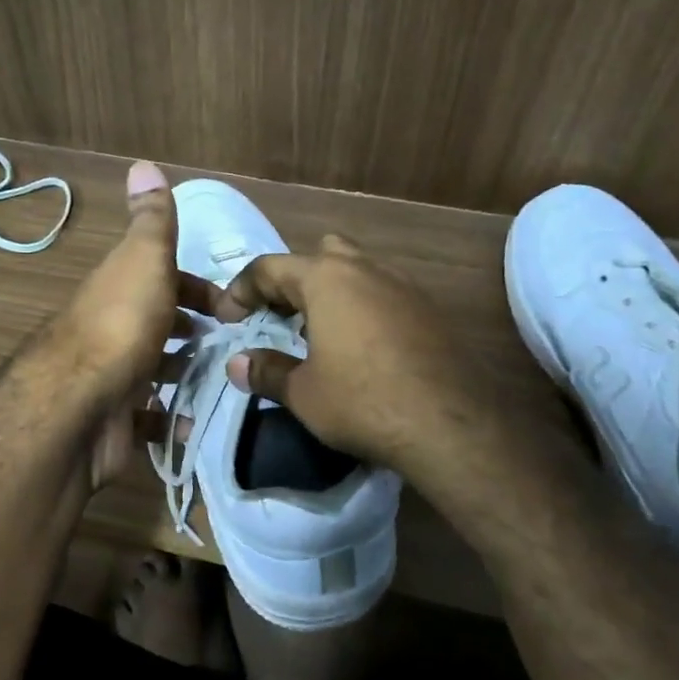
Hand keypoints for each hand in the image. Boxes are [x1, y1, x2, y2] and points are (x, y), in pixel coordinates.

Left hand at [41, 162, 217, 486]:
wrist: (80, 405)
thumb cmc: (123, 325)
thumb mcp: (144, 259)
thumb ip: (152, 220)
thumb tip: (142, 163)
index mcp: (122, 288)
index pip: (164, 279)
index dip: (198, 288)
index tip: (234, 309)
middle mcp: (114, 328)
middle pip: (159, 323)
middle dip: (194, 332)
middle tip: (235, 348)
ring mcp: (113, 376)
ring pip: (155, 368)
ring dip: (186, 372)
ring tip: (225, 382)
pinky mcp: (116, 419)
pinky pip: (150, 416)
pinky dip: (172, 418)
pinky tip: (197, 420)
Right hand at [216, 234, 484, 474]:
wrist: (449, 425)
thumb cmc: (361, 401)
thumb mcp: (303, 393)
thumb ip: (266, 371)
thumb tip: (237, 364)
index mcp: (327, 279)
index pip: (270, 267)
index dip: (241, 290)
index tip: (228, 319)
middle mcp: (366, 270)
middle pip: (320, 255)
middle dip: (294, 279)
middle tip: (279, 316)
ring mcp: (405, 287)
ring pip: (358, 271)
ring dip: (332, 294)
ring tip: (318, 334)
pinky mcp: (430, 311)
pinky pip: (385, 295)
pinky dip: (363, 310)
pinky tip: (361, 349)